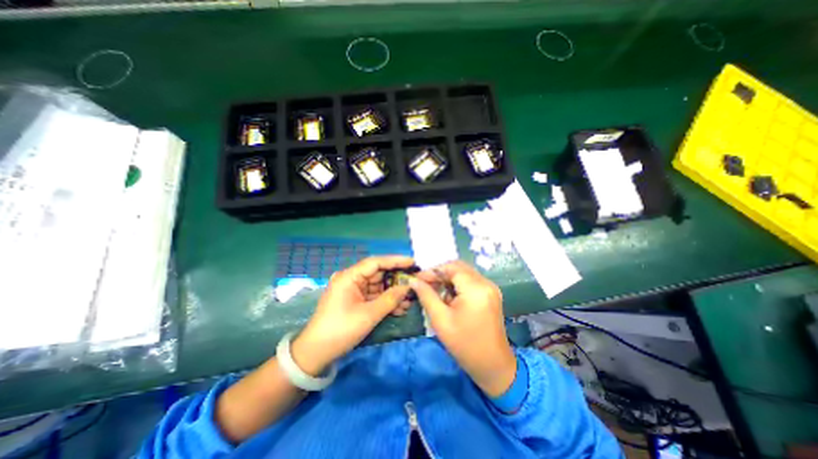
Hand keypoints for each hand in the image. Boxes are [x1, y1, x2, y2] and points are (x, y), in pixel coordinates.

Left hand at [288, 255, 415, 375]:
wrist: (316, 353)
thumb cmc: (341, 330)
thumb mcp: (368, 315)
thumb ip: (390, 299)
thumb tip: (407, 287)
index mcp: (349, 277)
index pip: (376, 262)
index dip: (395, 261)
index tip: (412, 262)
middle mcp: (351, 279)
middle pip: (378, 274)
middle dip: (397, 280)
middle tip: (415, 282)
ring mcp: (353, 290)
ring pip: (378, 286)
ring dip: (393, 293)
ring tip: (411, 299)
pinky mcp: (355, 300)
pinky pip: (374, 296)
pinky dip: (386, 301)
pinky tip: (400, 307)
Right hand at [412, 262, 512, 396]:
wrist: (493, 365)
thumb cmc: (465, 345)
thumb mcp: (441, 320)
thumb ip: (426, 296)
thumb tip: (413, 280)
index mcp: (475, 289)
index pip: (451, 268)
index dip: (432, 270)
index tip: (417, 278)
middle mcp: (486, 283)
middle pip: (458, 267)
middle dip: (440, 272)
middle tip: (424, 283)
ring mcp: (491, 288)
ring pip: (464, 273)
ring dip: (448, 278)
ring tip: (434, 290)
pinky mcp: (491, 293)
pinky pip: (471, 280)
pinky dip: (457, 284)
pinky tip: (448, 295)